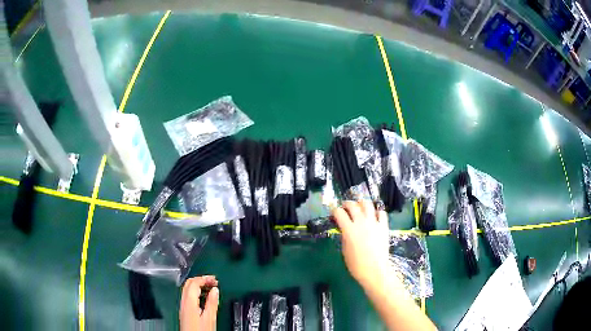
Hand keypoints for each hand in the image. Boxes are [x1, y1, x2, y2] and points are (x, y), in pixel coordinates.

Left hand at [180, 276, 218, 330]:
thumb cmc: (200, 330)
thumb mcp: (209, 318)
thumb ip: (212, 303)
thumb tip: (215, 290)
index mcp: (189, 301)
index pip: (194, 283)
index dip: (204, 278)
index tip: (215, 279)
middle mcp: (183, 301)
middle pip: (188, 284)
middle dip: (201, 279)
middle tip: (213, 281)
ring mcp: (182, 306)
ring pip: (187, 289)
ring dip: (198, 285)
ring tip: (210, 287)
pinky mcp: (184, 311)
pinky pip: (188, 296)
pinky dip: (196, 292)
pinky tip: (204, 297)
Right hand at [332, 200, 391, 288]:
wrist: (375, 271)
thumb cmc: (356, 265)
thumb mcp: (345, 250)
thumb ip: (345, 236)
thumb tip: (345, 229)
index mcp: (349, 230)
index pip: (339, 212)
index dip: (335, 211)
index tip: (334, 213)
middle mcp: (361, 223)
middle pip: (353, 205)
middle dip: (347, 204)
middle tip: (345, 207)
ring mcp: (374, 223)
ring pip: (368, 205)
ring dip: (362, 203)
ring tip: (360, 206)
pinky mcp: (384, 227)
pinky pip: (382, 213)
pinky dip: (377, 211)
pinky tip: (374, 215)